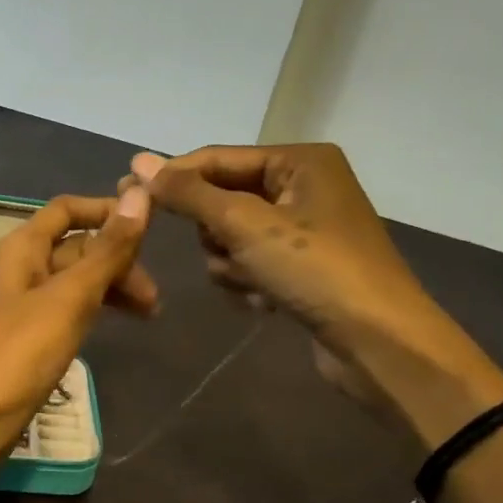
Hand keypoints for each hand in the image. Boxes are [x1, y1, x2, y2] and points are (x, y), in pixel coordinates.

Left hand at [0, 190, 154, 502]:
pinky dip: (93, 310)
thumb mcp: (69, 299)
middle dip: (117, 261)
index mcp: (21, 247)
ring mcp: (21, 303)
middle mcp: (18, 267)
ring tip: (148, 315)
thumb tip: (139, 194)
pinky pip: (66, 308)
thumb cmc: (20, 353)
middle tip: (153, 299)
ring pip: (74, 280)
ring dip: (111, 288)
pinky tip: (114, 325)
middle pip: (75, 247)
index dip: (107, 210)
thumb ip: (106, 251)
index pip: (67, 210)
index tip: (151, 225)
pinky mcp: (26, 335)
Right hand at [133, 145, 502, 441]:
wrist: (378, 343)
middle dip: (216, 233)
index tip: (124, 190)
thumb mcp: (245, 224)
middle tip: (229, 252)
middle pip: (222, 199)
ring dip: (231, 263)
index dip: (171, 176)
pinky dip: (247, 282)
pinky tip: (266, 302)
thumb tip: (139, 162)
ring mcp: (303, 230)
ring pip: (230, 237)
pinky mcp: (301, 268)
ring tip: (255, 283)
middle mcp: (303, 187)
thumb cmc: (315, 270)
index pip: (217, 159)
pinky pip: (249, 263)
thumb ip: (189, 193)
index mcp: (300, 162)